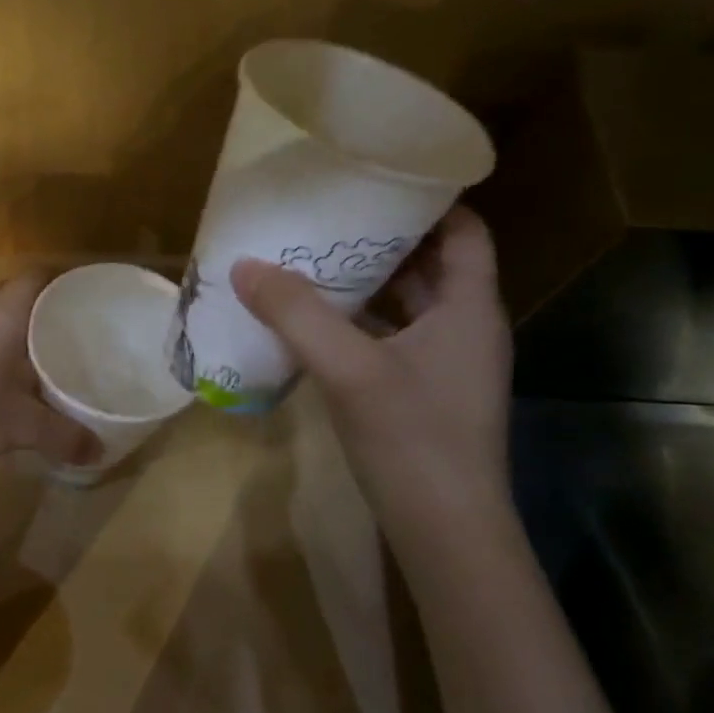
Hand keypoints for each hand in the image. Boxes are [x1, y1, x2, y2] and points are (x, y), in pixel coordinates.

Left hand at [0, 274, 100, 469]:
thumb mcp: (25, 426)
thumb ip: (66, 436)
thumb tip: (100, 452)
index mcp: (4, 313)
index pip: (38, 276)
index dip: (64, 279)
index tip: (88, 295)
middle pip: (18, 290)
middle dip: (46, 303)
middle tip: (75, 324)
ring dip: (20, 322)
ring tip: (48, 345)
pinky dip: (0, 339)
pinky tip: (11, 369)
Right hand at [231, 207, 513, 528]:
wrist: (445, 532)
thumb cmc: (413, 438)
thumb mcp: (350, 369)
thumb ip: (297, 314)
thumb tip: (244, 265)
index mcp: (469, 308)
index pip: (465, 231)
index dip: (430, 201)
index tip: (379, 180)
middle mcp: (465, 328)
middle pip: (431, 264)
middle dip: (383, 239)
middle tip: (328, 215)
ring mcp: (444, 364)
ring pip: (408, 304)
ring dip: (367, 282)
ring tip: (312, 258)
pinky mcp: (422, 393)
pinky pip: (391, 338)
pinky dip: (359, 322)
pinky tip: (314, 322)